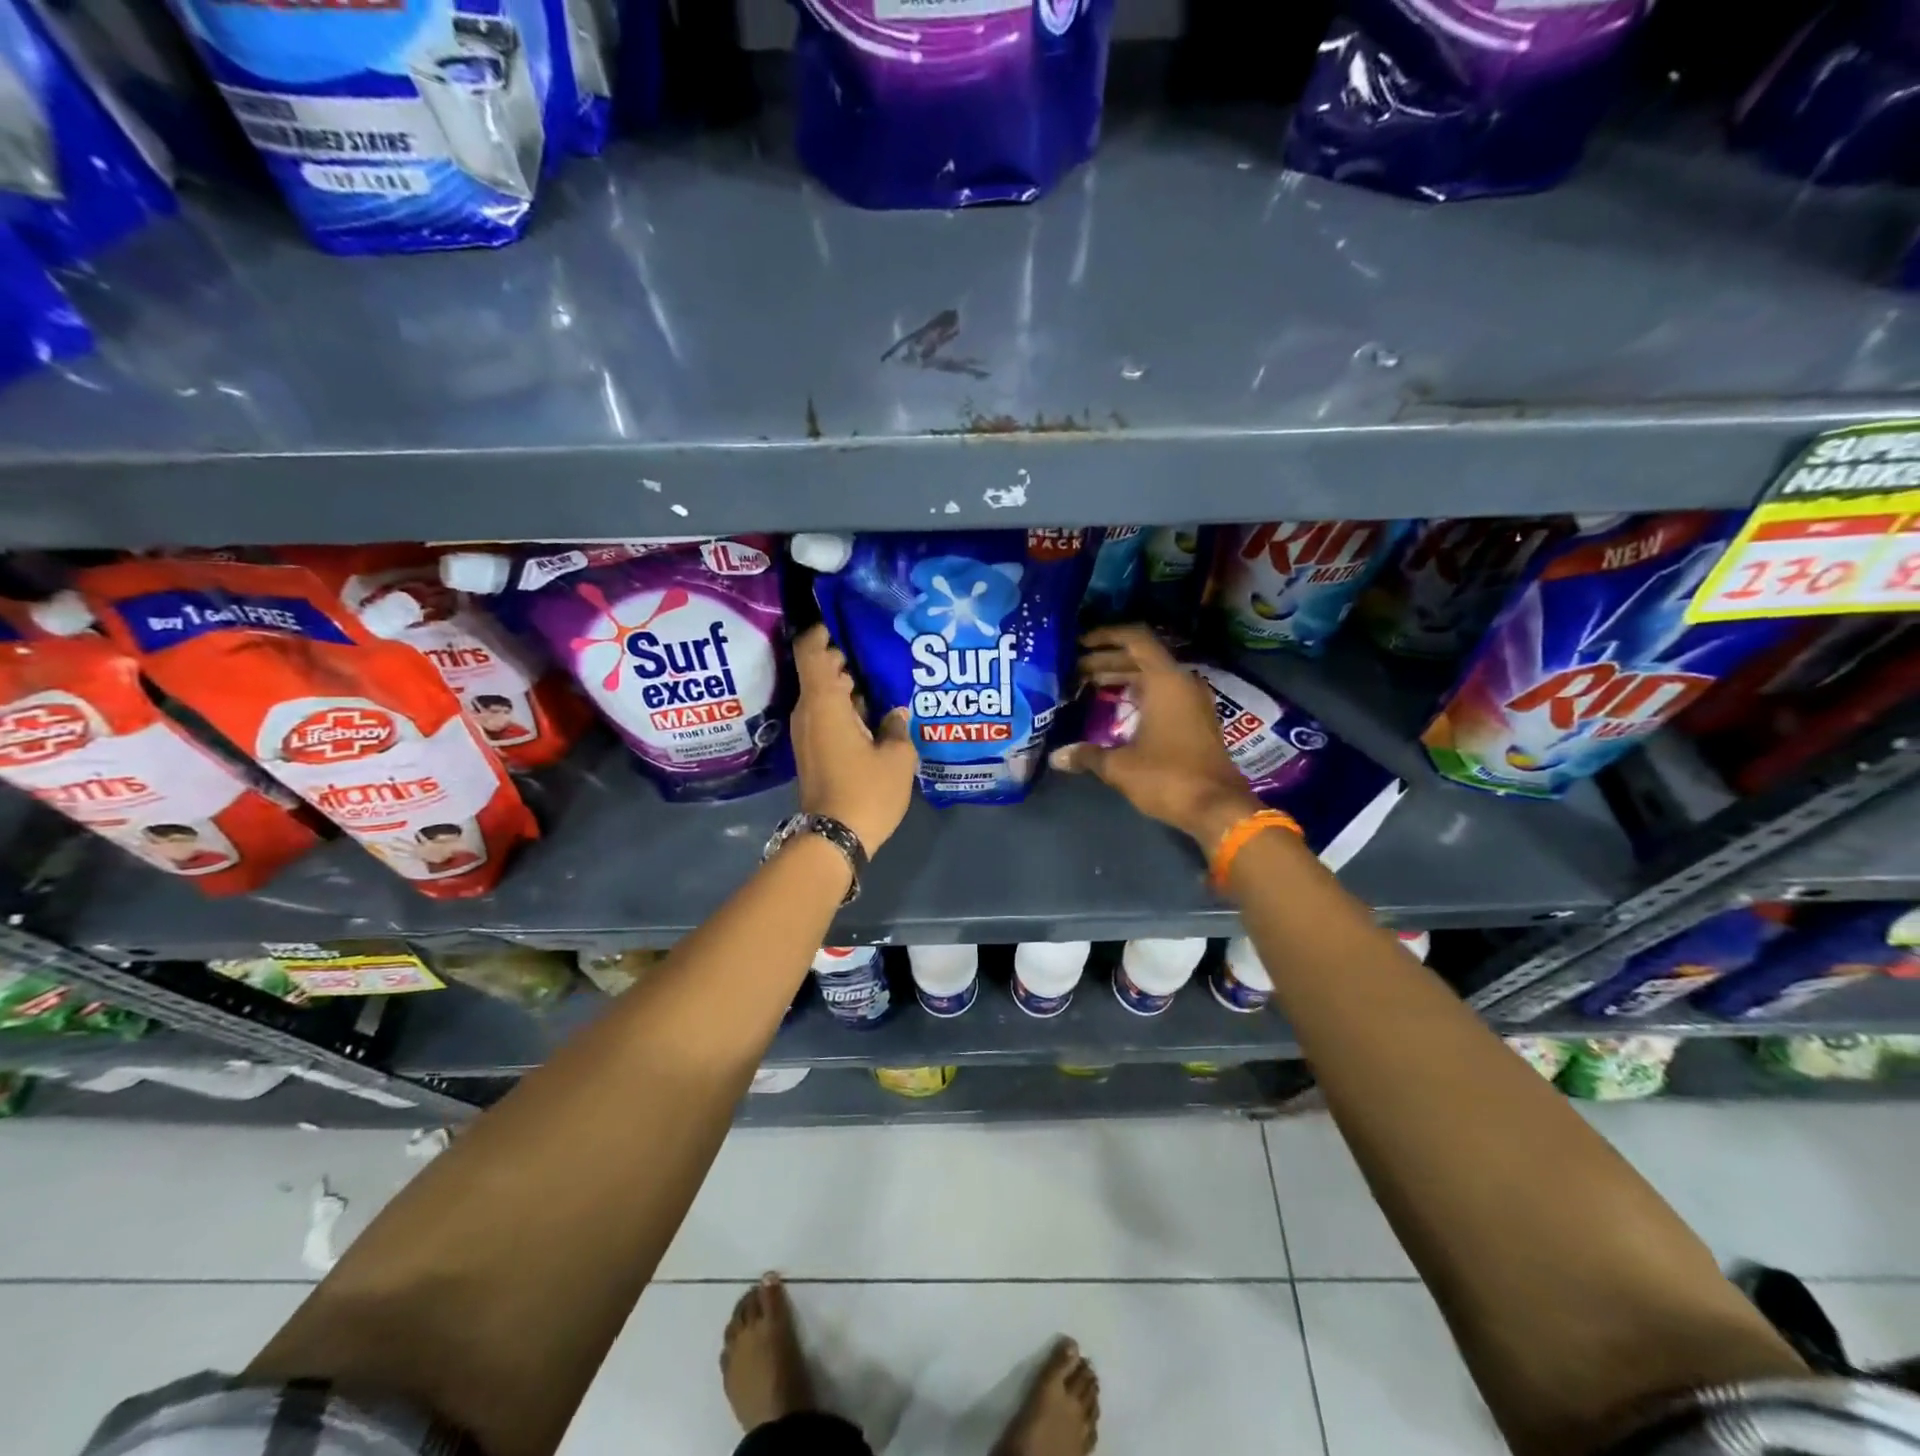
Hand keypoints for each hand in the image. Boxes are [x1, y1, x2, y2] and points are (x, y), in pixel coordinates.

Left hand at [790, 623, 919, 852]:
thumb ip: (897, 727)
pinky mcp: (812, 750)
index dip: (824, 630)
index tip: (846, 620)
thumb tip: (895, 712)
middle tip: (879, 649)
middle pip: (819, 670)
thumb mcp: (897, 758)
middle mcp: (809, 711)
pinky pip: (826, 715)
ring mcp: (807, 733)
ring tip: (883, 679)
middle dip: (845, 657)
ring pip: (824, 695)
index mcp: (824, 702)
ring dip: (848, 685)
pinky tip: (874, 712)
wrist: (834, 838)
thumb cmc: (866, 791)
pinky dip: (844, 707)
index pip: (811, 650)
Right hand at [1049, 625, 1261, 851]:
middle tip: (1074, 670)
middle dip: (1106, 660)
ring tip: (1088, 685)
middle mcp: (1182, 682)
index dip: (1105, 636)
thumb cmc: (1168, 777)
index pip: (1135, 639)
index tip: (1079, 643)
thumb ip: (1087, 755)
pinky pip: (1163, 692)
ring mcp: (1193, 701)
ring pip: (1152, 675)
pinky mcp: (1196, 720)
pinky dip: (1138, 693)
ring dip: (1122, 677)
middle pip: (1141, 657)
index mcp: (1166, 680)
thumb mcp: (1120, 766)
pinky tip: (1116, 707)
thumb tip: (1056, 757)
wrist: (1218, 808)